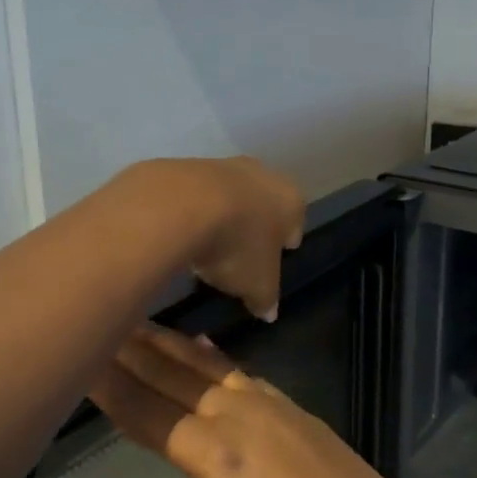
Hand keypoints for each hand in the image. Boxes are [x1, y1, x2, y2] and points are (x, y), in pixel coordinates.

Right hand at [89, 326, 453, 477]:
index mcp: (212, 457)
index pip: (147, 413)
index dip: (111, 387)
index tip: (80, 359)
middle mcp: (237, 417)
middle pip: (174, 378)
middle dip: (134, 351)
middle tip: (100, 322)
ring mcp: (271, 407)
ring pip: (208, 367)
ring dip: (171, 345)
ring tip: (140, 324)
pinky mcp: (296, 409)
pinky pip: (243, 373)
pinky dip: (215, 357)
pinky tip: (204, 347)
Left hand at [129, 158, 304, 322]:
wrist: (181, 205)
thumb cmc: (237, 246)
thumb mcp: (257, 284)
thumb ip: (266, 298)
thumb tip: (269, 312)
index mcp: (290, 200)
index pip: (295, 223)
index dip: (283, 244)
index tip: (272, 259)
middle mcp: (263, 174)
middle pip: (262, 205)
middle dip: (253, 227)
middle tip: (240, 254)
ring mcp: (224, 165)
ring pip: (230, 197)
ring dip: (222, 217)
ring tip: (206, 248)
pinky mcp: (188, 166)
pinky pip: (197, 196)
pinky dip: (193, 212)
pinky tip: (181, 233)